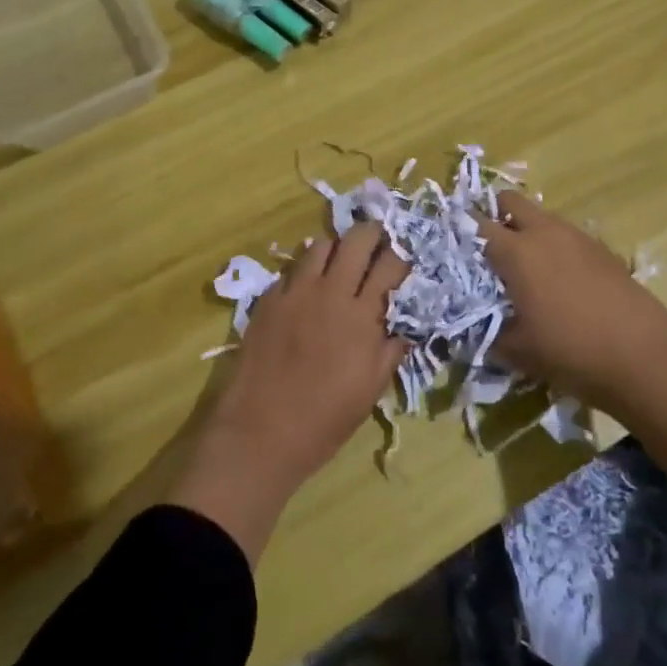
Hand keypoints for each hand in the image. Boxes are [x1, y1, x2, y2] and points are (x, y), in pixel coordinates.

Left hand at [171, 222, 409, 559]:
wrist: (261, 432)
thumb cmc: (325, 419)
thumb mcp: (370, 389)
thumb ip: (390, 351)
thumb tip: (405, 329)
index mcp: (363, 316)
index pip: (390, 264)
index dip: (402, 255)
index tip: (405, 256)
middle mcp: (331, 292)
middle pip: (357, 240)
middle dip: (373, 233)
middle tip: (378, 241)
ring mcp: (296, 292)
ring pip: (321, 245)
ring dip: (338, 247)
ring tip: (342, 260)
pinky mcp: (269, 299)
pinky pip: (292, 269)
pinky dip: (306, 269)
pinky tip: (309, 285)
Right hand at [477, 191, 666, 417]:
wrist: (644, 358)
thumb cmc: (571, 352)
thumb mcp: (518, 352)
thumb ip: (487, 333)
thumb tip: (469, 328)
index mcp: (517, 252)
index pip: (476, 224)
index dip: (460, 229)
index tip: (450, 241)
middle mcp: (545, 233)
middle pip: (510, 201)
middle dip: (494, 214)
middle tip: (487, 246)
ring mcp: (577, 237)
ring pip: (541, 216)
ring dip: (526, 229)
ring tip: (523, 266)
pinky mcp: (602, 249)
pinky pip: (566, 235)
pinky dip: (554, 245)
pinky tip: (559, 279)